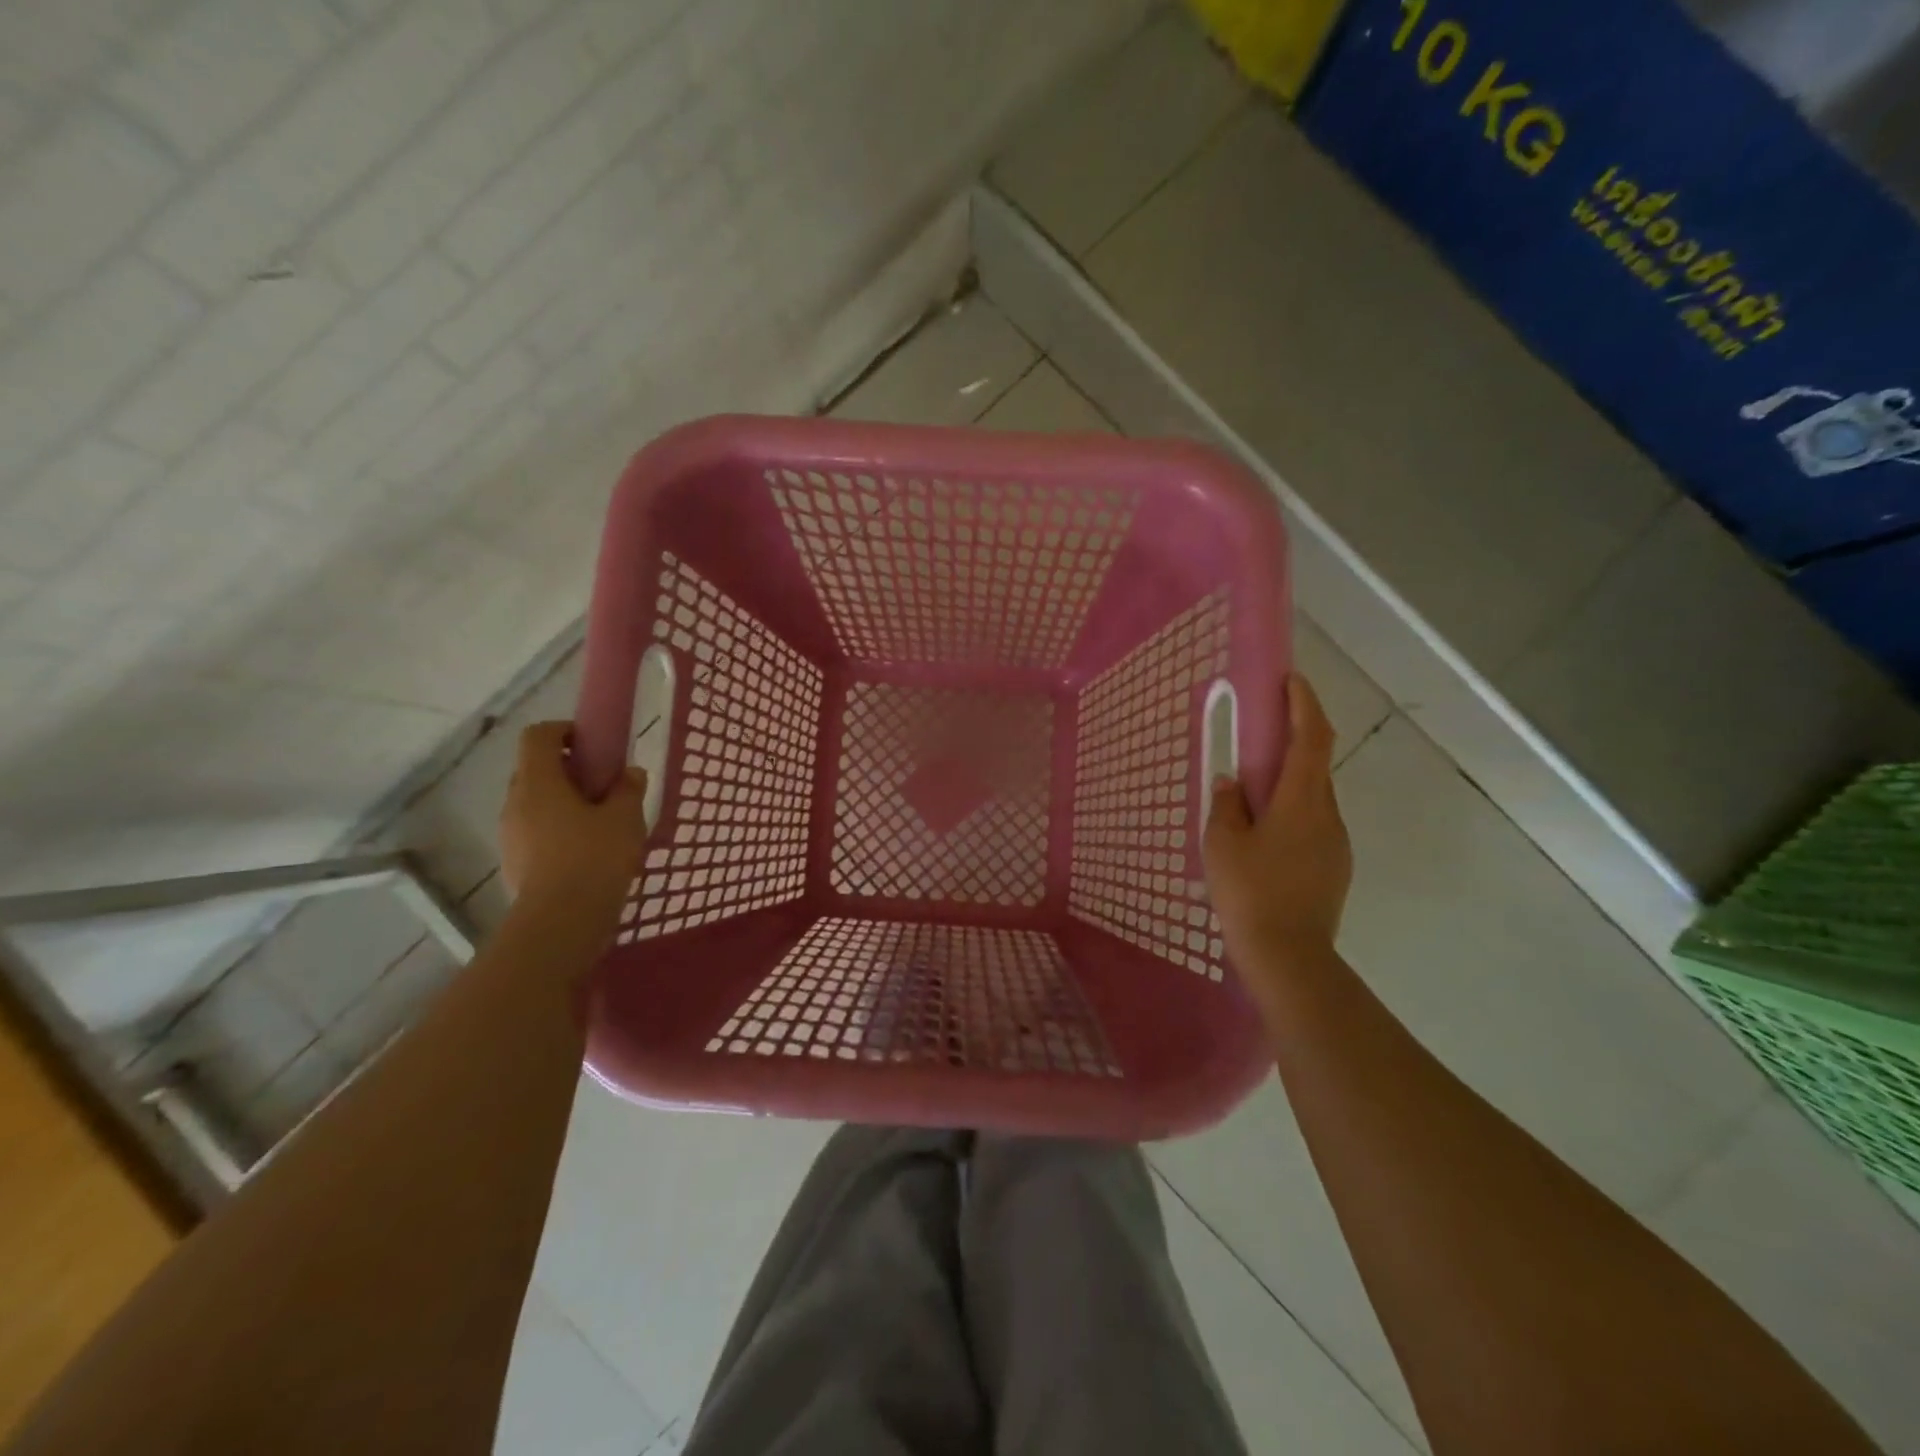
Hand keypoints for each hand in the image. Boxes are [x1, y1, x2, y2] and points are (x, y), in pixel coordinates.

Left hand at [500, 722, 648, 923]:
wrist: (562, 921)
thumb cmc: (595, 858)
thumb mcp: (626, 818)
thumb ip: (629, 789)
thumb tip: (631, 773)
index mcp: (538, 782)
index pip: (538, 736)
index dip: (564, 731)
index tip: (593, 744)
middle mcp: (515, 802)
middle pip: (535, 769)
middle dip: (567, 770)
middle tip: (602, 786)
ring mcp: (510, 835)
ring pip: (535, 803)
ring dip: (562, 803)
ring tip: (599, 823)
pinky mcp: (513, 863)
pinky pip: (535, 833)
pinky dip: (556, 831)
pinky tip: (586, 853)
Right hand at [1203, 675, 1352, 1005]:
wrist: (1288, 956)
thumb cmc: (1250, 892)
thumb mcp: (1222, 843)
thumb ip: (1226, 804)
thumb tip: (1233, 782)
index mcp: (1301, 801)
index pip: (1311, 738)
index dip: (1304, 705)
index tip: (1291, 680)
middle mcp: (1327, 814)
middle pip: (1316, 765)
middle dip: (1294, 741)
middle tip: (1260, 735)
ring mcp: (1336, 843)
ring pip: (1314, 798)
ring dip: (1290, 782)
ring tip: (1253, 795)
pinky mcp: (1334, 867)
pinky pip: (1314, 825)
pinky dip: (1292, 812)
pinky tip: (1265, 836)